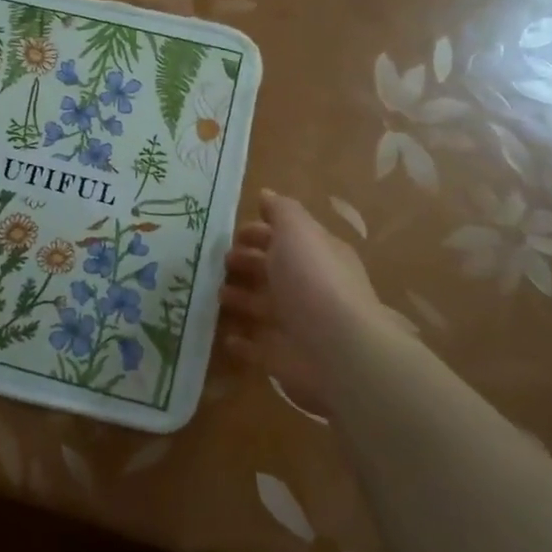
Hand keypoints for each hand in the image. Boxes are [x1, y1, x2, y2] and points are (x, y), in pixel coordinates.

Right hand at [220, 189, 388, 412]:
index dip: (259, 232)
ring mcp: (296, 323)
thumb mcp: (298, 231)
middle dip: (246, 263)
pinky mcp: (283, 357)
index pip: (286, 238)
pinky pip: (257, 347)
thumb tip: (266, 194)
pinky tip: (225, 336)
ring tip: (215, 294)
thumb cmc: (313, 280)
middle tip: (218, 262)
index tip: (232, 233)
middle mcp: (308, 287)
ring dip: (240, 299)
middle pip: (272, 270)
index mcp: (316, 254)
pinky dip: (242, 341)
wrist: (337, 350)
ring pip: (262, 307)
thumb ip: (281, 211)